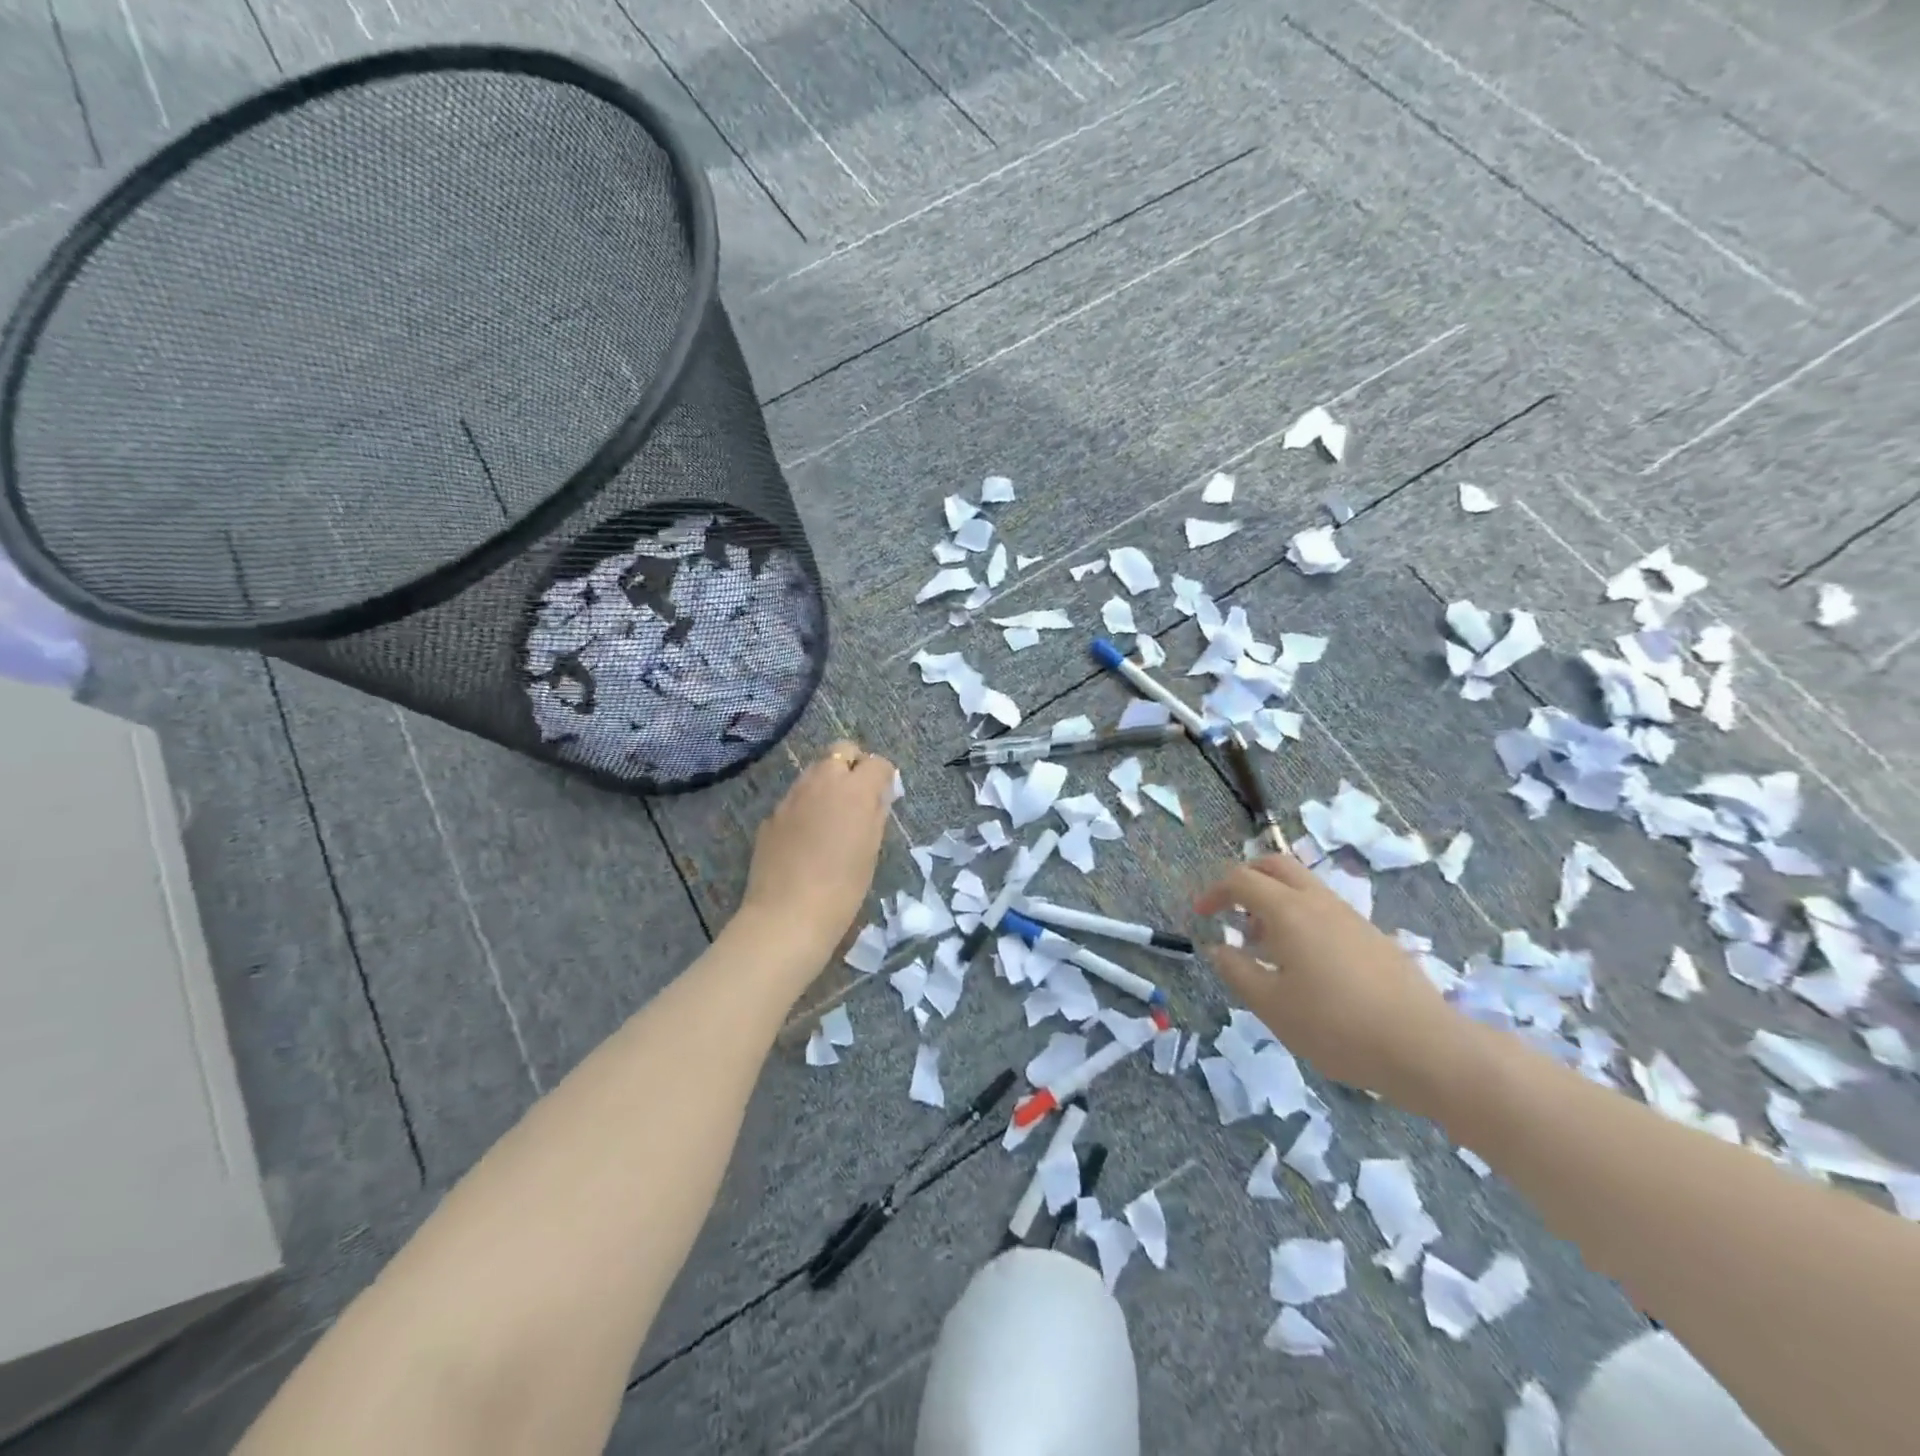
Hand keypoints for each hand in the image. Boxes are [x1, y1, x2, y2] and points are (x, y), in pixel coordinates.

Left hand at [740, 740, 894, 952]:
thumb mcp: (871, 850)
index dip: (884, 776)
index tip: (885, 795)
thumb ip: (876, 813)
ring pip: (814, 771)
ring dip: (828, 782)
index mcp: (854, 790)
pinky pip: (795, 798)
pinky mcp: (772, 815)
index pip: (877, 763)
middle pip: (840, 751)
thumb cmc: (843, 888)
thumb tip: (878, 795)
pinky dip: (806, 806)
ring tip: (833, 816)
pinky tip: (808, 838)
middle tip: (859, 796)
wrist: (787, 916)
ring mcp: (792, 797)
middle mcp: (821, 782)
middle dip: (853, 765)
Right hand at [1193, 854, 1462, 1111]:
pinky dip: (1300, 918)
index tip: (1200, 915)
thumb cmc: (1336, 1027)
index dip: (1214, 892)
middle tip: (1229, 907)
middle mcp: (1319, 902)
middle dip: (1246, 878)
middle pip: (1276, 865)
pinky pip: (1324, 910)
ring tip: (1262, 945)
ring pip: (1303, 887)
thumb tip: (1218, 948)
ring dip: (1274, 900)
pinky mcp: (1372, 937)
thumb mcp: (1271, 1006)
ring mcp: (1350, 917)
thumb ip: (1237, 971)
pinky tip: (1302, 964)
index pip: (1242, 880)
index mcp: (1289, 911)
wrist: (1426, 1048)